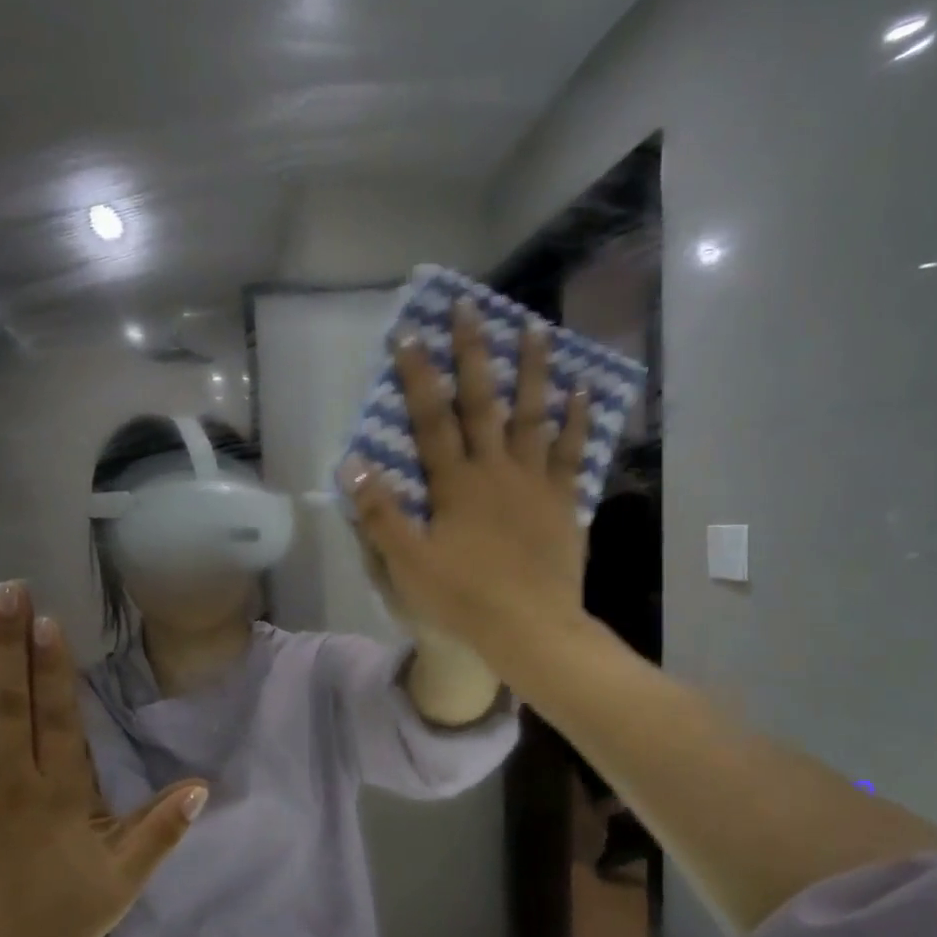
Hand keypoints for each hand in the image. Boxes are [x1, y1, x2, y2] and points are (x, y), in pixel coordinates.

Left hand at [0, 582, 206, 936]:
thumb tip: (202, 786)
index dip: (52, 666)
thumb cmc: (48, 926)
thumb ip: (159, 832)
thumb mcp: (120, 885)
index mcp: (60, 795)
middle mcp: (12, 781)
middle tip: (6, 589)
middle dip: (10, 641)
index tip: (46, 620)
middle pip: (11, 699)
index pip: (57, 717)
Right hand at [349, 300, 591, 661]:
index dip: (418, 378)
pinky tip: (583, 392)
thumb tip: (353, 465)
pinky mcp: (563, 503)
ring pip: (533, 416)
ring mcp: (535, 483)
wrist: (530, 629)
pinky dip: (578, 422)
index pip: (431, 420)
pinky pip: (573, 454)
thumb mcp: (408, 564)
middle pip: (483, 403)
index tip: (408, 334)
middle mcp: (496, 471)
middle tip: (471, 308)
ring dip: (533, 371)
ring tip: (536, 328)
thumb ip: (380, 515)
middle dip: (473, 354)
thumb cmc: (464, 599)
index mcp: (456, 485)